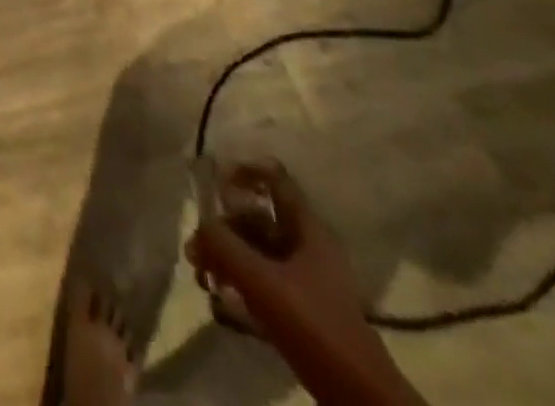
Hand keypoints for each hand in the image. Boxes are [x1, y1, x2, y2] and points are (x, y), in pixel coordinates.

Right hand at [185, 162, 425, 405]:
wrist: (359, 397)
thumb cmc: (314, 326)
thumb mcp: (263, 283)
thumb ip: (225, 247)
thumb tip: (198, 225)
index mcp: (308, 228)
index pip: (274, 178)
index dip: (244, 172)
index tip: (214, 184)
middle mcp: (308, 245)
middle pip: (258, 219)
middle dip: (224, 230)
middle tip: (196, 251)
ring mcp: (307, 278)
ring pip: (258, 252)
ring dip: (228, 259)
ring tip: (203, 279)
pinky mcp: (303, 309)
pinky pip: (265, 281)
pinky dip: (241, 284)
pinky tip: (221, 302)